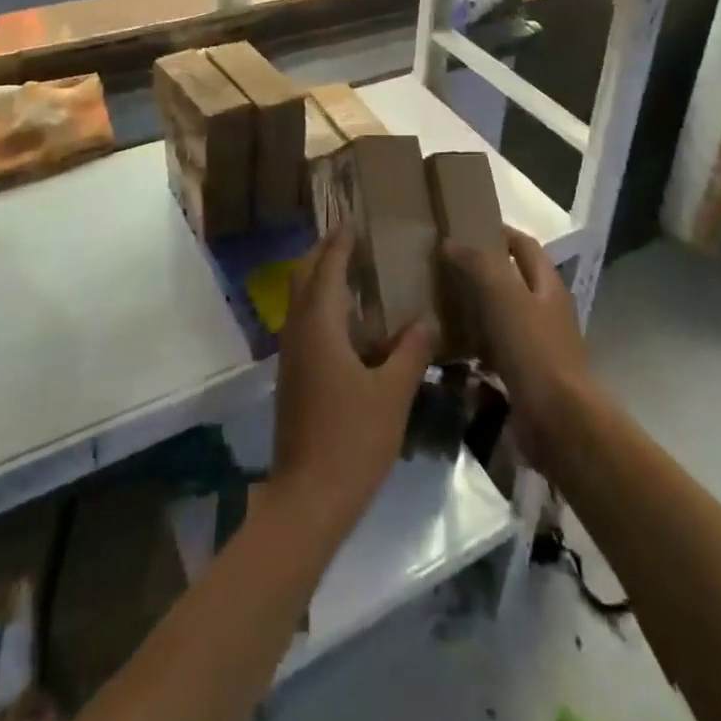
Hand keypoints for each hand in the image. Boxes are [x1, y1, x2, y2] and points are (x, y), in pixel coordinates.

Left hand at [268, 233, 437, 542]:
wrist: (307, 500)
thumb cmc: (351, 440)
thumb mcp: (393, 393)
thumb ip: (412, 350)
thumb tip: (428, 316)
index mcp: (319, 325)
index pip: (326, 266)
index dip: (340, 241)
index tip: (356, 219)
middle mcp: (298, 330)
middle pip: (305, 276)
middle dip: (325, 253)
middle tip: (356, 240)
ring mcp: (291, 355)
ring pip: (302, 300)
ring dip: (323, 279)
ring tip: (358, 273)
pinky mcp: (294, 376)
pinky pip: (306, 323)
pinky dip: (324, 307)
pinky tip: (354, 324)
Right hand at [442, 227, 593, 473]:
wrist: (559, 421)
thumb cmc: (533, 348)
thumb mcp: (502, 294)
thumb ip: (477, 263)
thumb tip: (450, 244)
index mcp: (547, 284)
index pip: (524, 245)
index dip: (499, 233)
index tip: (465, 229)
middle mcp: (547, 310)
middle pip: (513, 280)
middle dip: (482, 272)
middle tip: (444, 268)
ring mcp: (539, 345)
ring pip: (502, 316)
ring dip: (476, 310)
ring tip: (440, 304)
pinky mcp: (527, 377)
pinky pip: (496, 352)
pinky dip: (475, 346)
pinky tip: (450, 350)